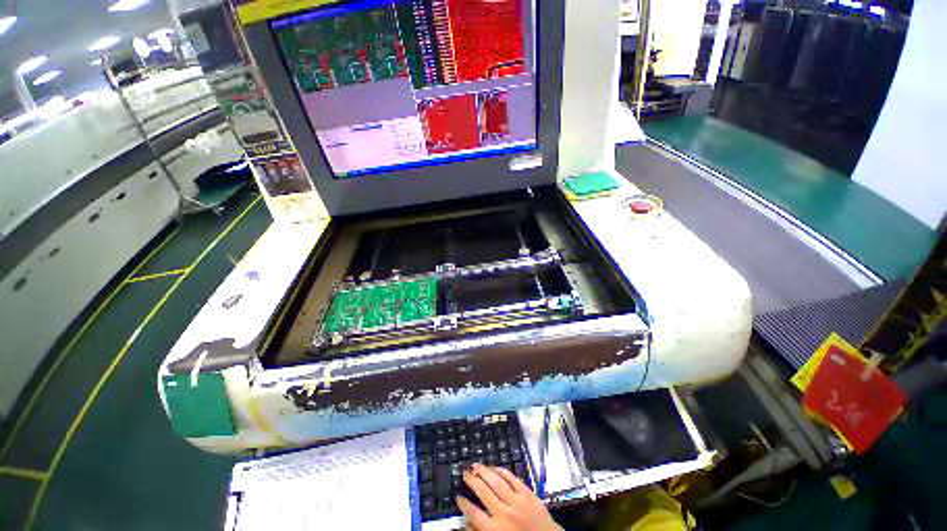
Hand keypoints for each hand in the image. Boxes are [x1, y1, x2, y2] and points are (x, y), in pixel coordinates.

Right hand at [456, 463, 561, 530]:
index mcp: (495, 530)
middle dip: (472, 480)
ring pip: (497, 481)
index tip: (458, 496)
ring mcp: (517, 502)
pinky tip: (494, 467)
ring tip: (476, 465)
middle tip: (465, 473)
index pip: (474, 514)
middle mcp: (504, 514)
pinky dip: (501, 470)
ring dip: (484, 471)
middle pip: (483, 492)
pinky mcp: (527, 493)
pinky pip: (512, 478)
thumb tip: (464, 523)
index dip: (464, 504)